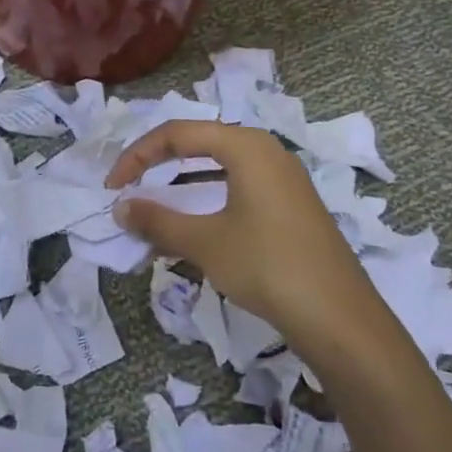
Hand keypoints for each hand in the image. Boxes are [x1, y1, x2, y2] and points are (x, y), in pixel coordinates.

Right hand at [106, 120, 373, 341]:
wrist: (339, 318)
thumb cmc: (267, 266)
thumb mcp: (205, 242)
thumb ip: (158, 220)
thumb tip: (120, 207)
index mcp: (246, 146)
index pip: (178, 133)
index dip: (138, 155)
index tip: (112, 186)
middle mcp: (266, 151)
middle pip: (199, 143)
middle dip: (158, 164)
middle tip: (129, 188)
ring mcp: (283, 178)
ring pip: (219, 167)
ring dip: (182, 185)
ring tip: (155, 208)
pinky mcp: (291, 205)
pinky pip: (238, 187)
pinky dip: (207, 199)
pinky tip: (193, 227)